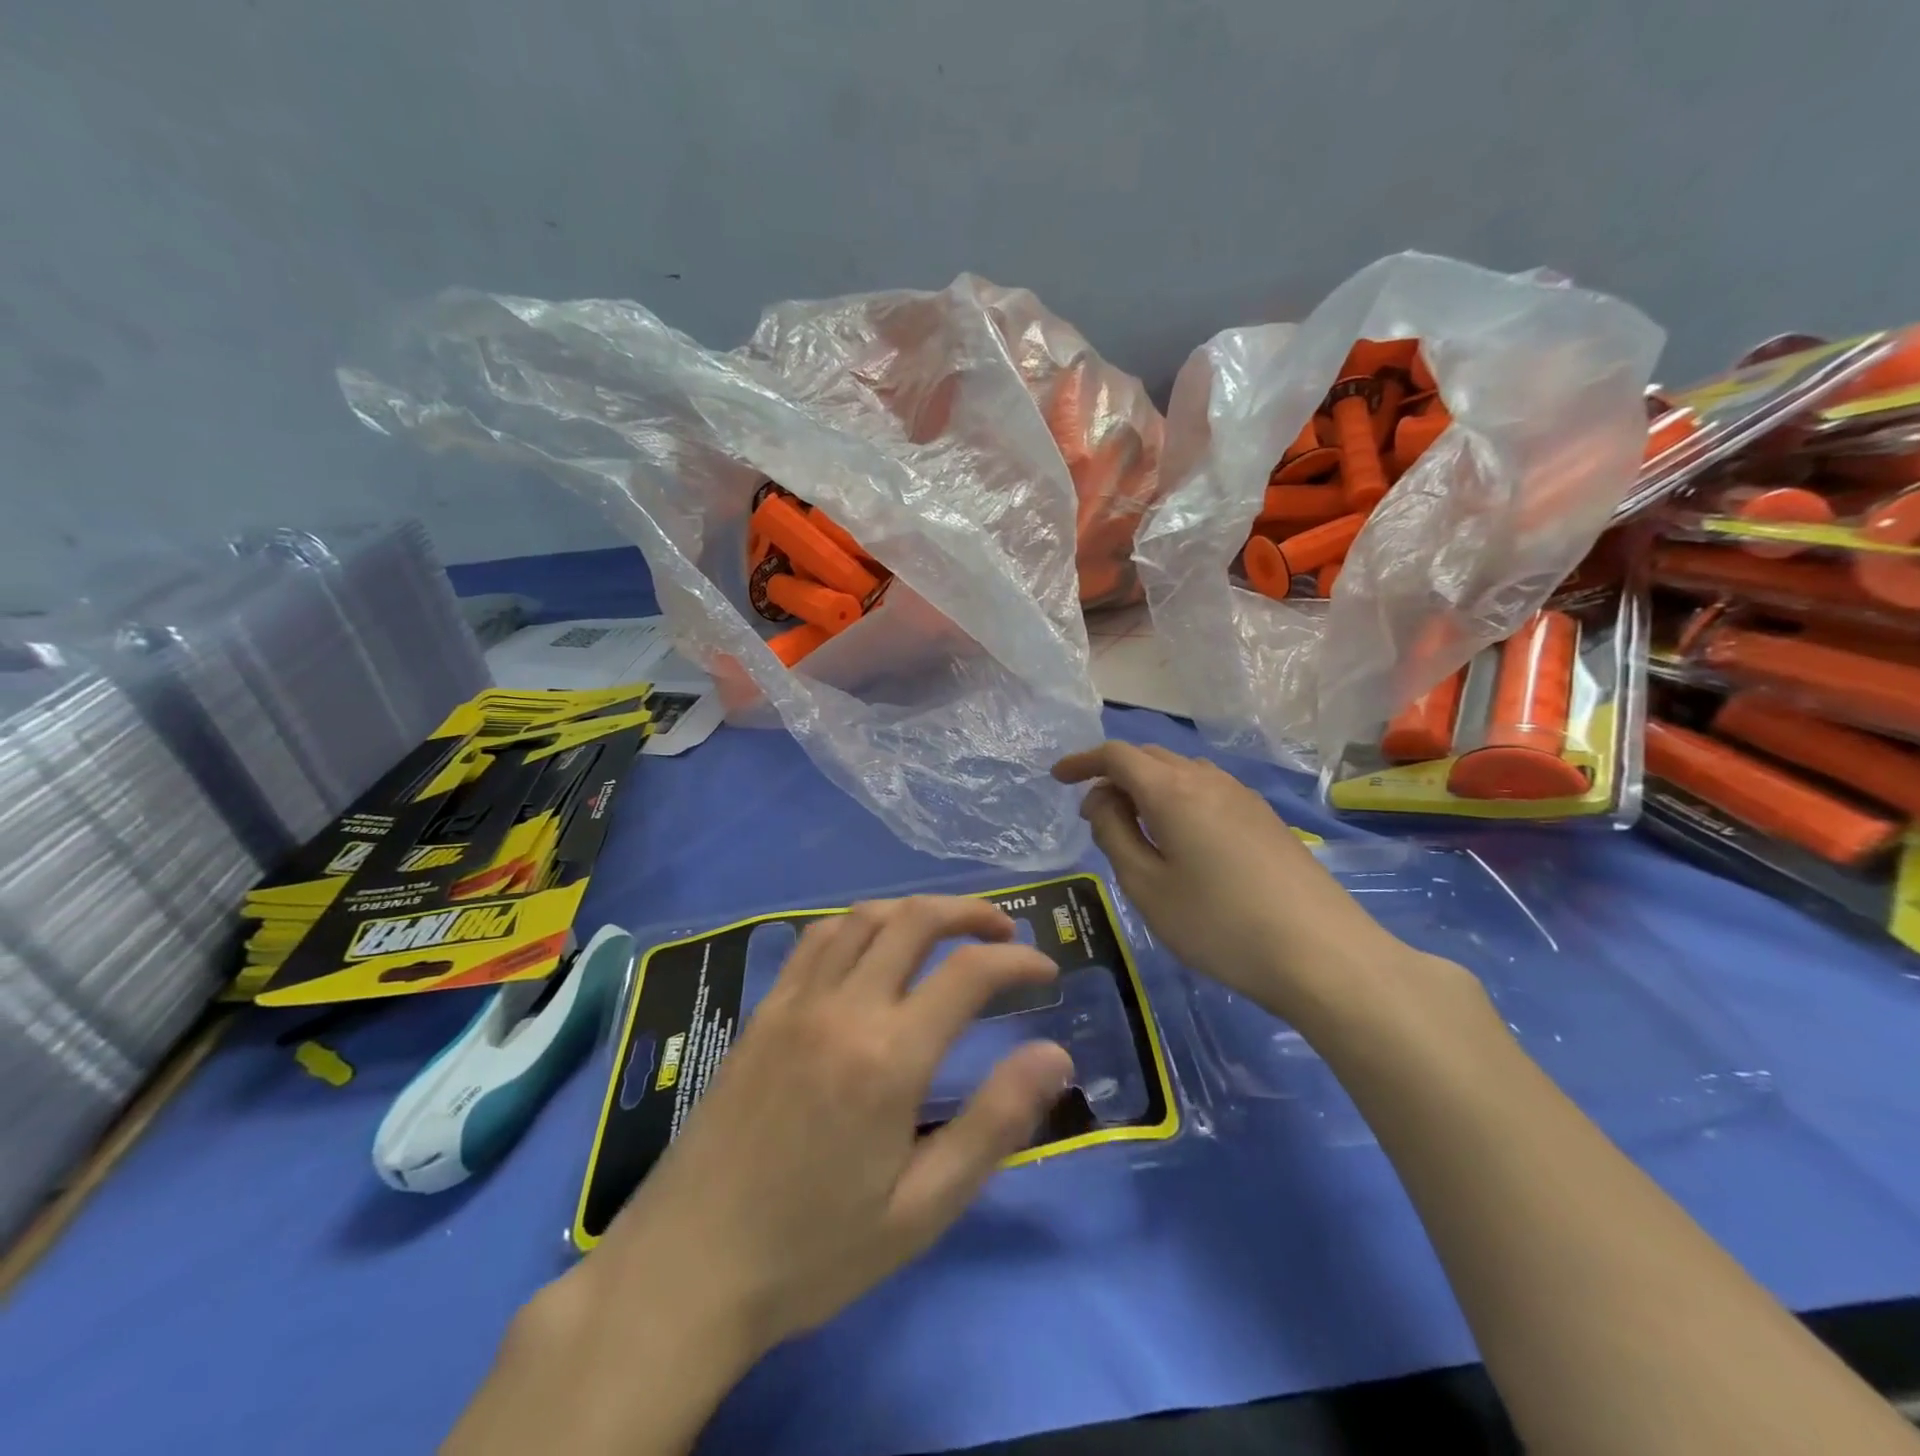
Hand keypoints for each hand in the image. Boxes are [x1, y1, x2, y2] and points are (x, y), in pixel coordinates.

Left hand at [451, 897, 1071, 1455]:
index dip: (1017, 961)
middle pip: (915, 920)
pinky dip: (858, 924)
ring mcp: (795, 1002)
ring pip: (863, 918)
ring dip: (915, 909)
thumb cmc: (814, 1249)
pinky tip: (871, 947)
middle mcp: (842, 1008)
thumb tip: (1054, 1055)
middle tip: (1005, 933)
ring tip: (947, 929)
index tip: (1045, 970)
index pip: (968, 973)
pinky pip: (816, 940)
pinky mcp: (763, 1011)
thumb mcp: (921, 1208)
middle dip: (970, 913)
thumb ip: (993, 1123)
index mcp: (888, 1057)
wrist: (688, 1268)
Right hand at [1053, 742, 1409, 1022]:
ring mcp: (1243, 797)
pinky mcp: (1265, 819)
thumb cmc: (1220, 925)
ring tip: (1133, 824)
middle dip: (1113, 773)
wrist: (1323, 955)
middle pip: (1150, 757)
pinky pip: (1207, 789)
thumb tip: (1101, 800)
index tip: (1058, 778)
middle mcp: (1208, 780)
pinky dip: (1177, 797)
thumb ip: (1114, 834)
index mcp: (1172, 791)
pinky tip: (1180, 836)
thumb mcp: (1148, 886)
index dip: (1083, 761)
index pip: (1117, 755)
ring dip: (1147, 785)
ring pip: (1181, 771)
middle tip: (1092, 811)